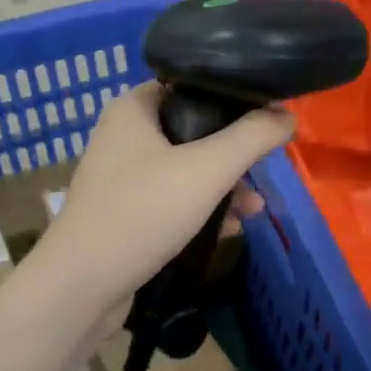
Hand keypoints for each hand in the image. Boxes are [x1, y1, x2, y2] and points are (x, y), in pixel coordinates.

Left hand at [38, 82, 294, 311]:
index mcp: (134, 108)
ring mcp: (121, 176)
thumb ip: (251, 138)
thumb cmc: (143, 213)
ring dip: (222, 185)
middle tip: (264, 169)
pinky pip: (172, 199)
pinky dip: (201, 208)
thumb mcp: (207, 170)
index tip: (267, 118)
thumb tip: (287, 114)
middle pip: (193, 129)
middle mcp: (124, 135)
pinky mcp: (125, 212)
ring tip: (255, 208)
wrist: (82, 285)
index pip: (192, 85)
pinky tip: (230, 228)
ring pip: (185, 168)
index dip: (232, 99)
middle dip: (232, 152)